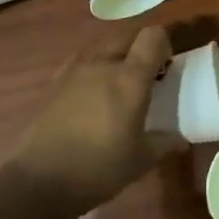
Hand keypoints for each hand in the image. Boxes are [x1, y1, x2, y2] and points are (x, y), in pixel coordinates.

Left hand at [10, 26, 177, 212]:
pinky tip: (90, 100)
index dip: (164, 45)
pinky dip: (91, 73)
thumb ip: (164, 142)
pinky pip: (79, 66)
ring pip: (100, 50)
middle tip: (146, 77)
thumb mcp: (141, 160)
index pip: (152, 37)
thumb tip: (180, 138)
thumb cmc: (99, 168)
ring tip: (117, 88)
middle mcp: (101, 64)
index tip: (167, 66)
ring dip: (114, 59)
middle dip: (139, 50)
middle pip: (125, 38)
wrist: (38, 181)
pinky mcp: (52, 84)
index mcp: (129, 78)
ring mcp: (72, 72)